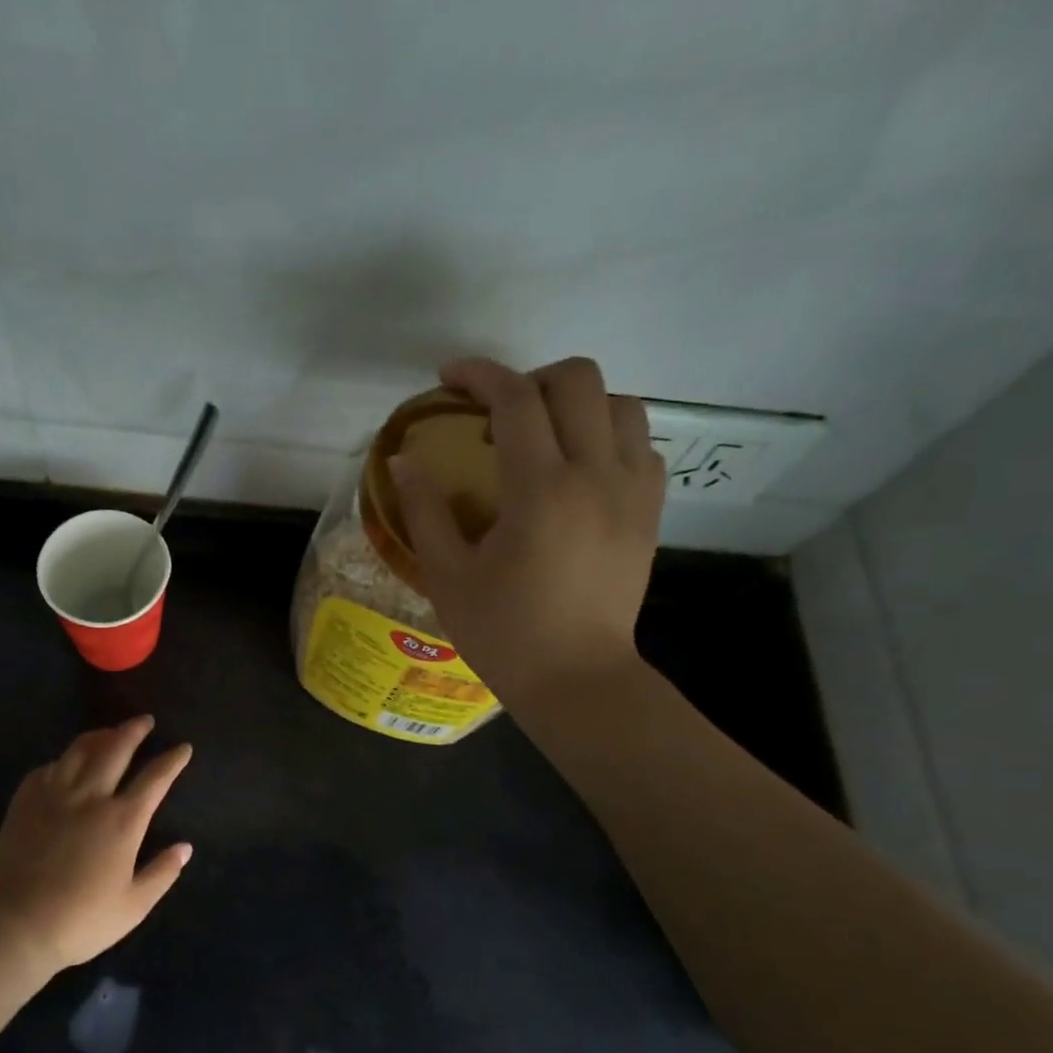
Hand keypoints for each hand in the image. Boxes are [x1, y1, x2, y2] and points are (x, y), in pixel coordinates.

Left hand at [0, 716, 192, 973]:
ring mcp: (55, 795)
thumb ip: (162, 873)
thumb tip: (185, 847)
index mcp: (123, 820)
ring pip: (79, 750)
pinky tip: (67, 764)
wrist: (16, 926)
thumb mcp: (134, 905)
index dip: (172, 760)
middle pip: (116, 749)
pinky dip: (64, 759)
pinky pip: (49, 767)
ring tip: (109, 733)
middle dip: (134, 730)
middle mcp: (91, 797)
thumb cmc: (81, 920)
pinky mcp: (25, 801)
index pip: (155, 778)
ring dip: (99, 736)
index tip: (183, 748)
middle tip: (144, 720)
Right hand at [389, 356, 664, 706]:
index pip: (515, 399)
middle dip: (531, 379)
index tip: (449, 377)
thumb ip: (424, 510)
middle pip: (579, 380)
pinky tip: (579, 466)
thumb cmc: (503, 632)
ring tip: (543, 435)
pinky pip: (641, 443)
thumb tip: (401, 461)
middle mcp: (596, 475)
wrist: (576, 678)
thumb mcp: (447, 575)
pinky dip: (609, 434)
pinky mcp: (650, 511)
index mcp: (540, 490)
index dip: (479, 374)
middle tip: (496, 413)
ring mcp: (633, 491)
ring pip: (621, 403)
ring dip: (576, 404)